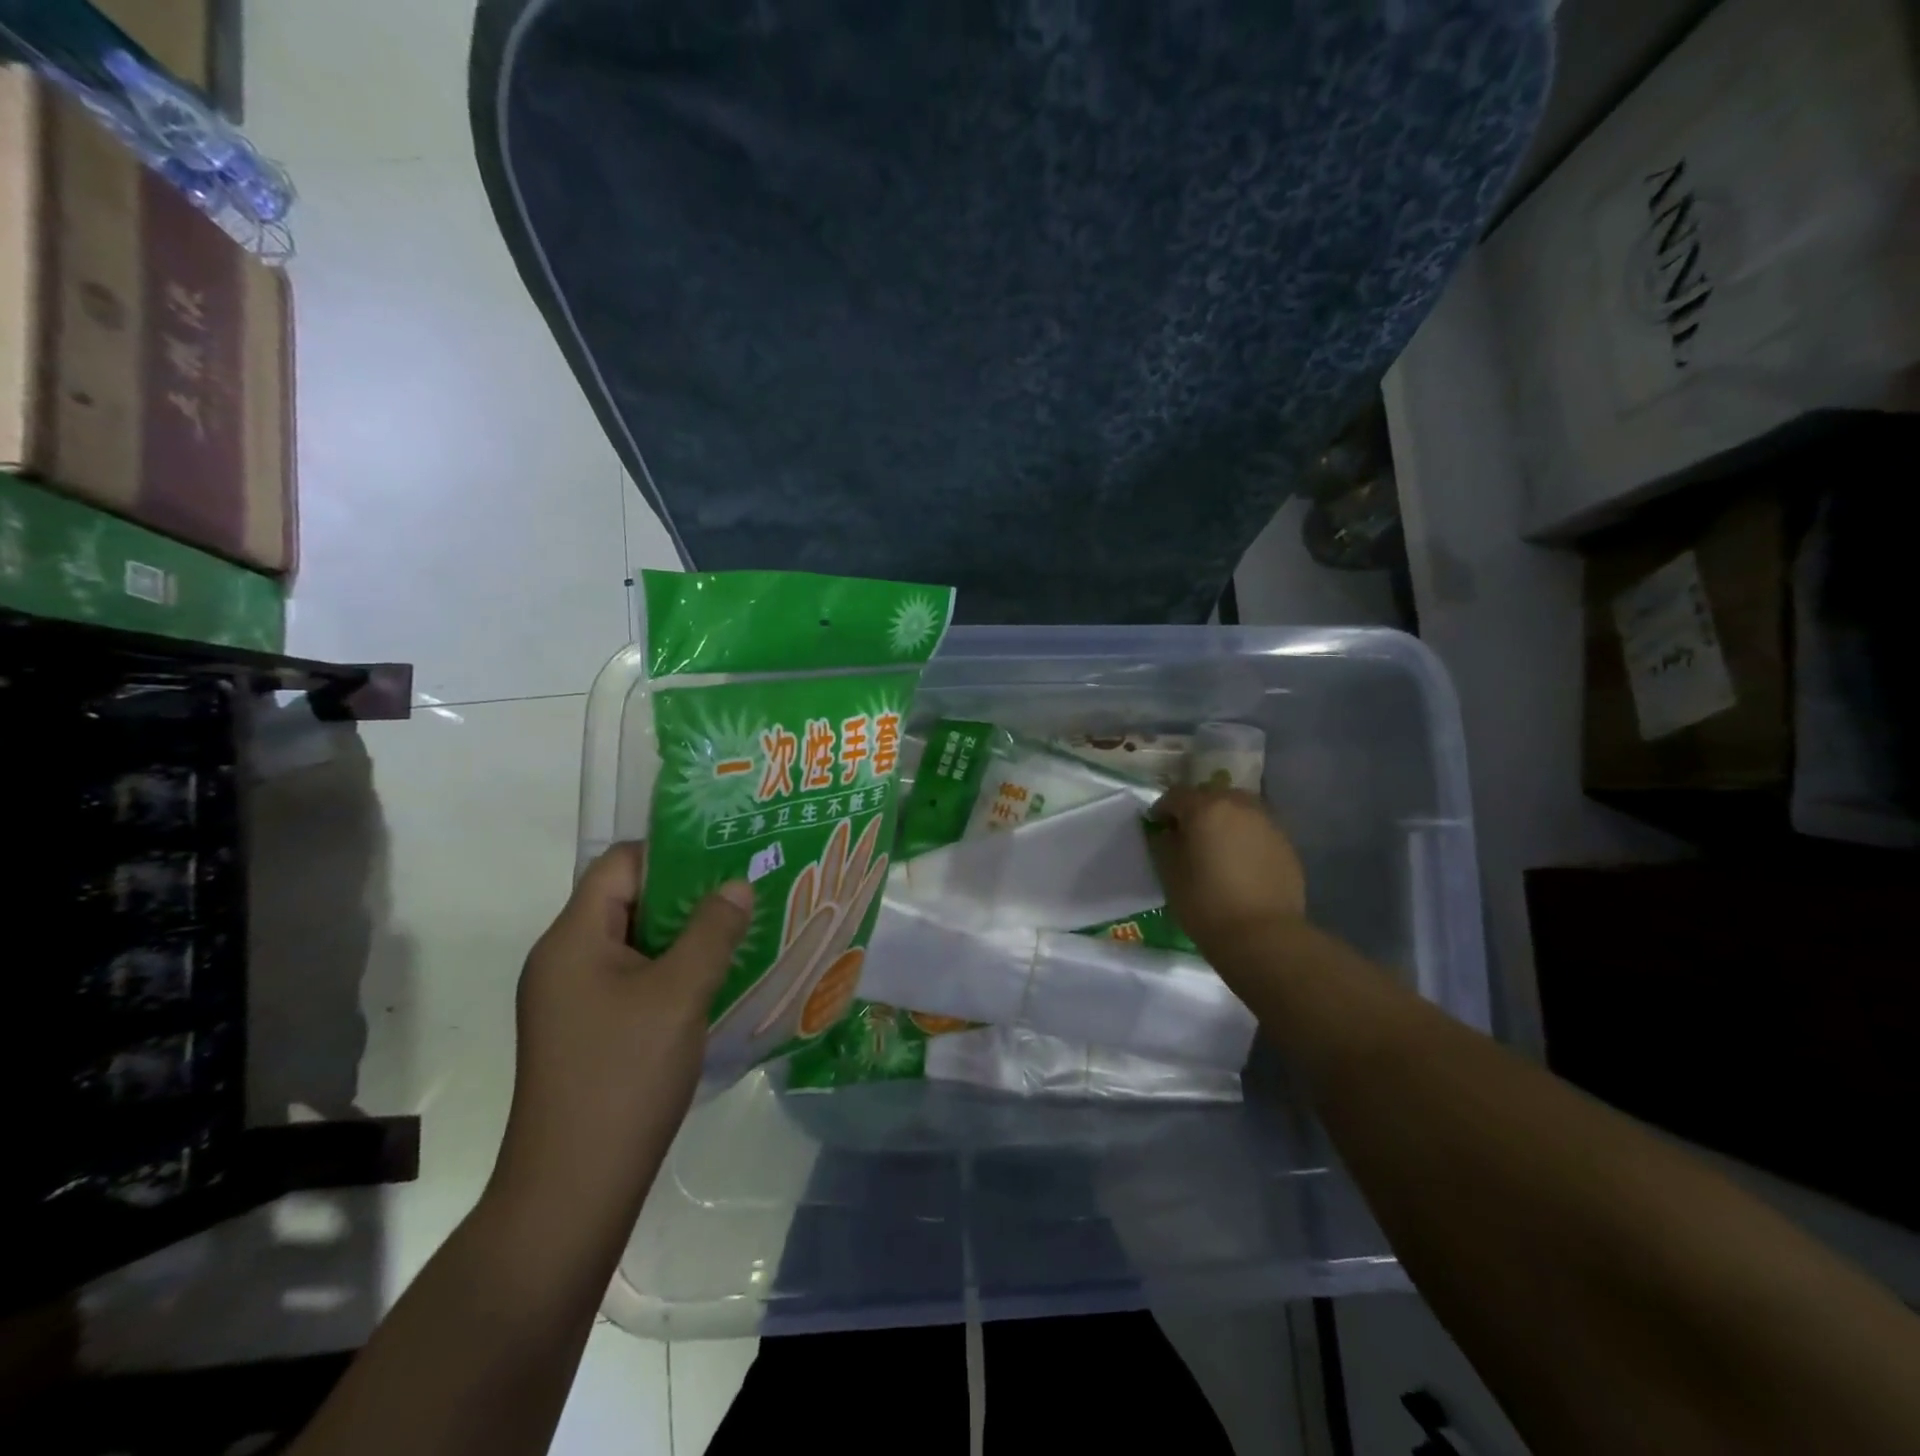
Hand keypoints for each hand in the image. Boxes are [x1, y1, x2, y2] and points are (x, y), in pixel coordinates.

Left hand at [487, 843, 751, 1244]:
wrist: (573, 1190)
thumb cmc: (624, 1076)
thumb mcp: (679, 994)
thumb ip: (712, 931)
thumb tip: (738, 884)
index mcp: (572, 938)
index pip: (619, 864)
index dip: (672, 852)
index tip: (726, 855)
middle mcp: (564, 959)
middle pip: (628, 900)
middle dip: (688, 893)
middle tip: (745, 890)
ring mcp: (572, 999)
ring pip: (636, 942)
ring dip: (685, 934)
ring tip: (740, 928)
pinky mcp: (588, 1030)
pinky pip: (634, 978)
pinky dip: (673, 969)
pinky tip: (715, 977)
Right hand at [1147, 785, 1307, 962]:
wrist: (1262, 936)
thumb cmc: (1205, 903)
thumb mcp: (1169, 872)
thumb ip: (1163, 843)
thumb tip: (1167, 832)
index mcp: (1205, 807)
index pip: (1176, 795)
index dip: (1162, 810)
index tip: (1157, 827)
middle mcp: (1239, 805)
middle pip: (1211, 795)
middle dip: (1196, 810)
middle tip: (1187, 835)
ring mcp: (1267, 822)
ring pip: (1238, 809)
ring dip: (1224, 820)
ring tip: (1217, 847)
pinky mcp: (1286, 843)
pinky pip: (1257, 829)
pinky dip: (1245, 837)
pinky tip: (1240, 862)